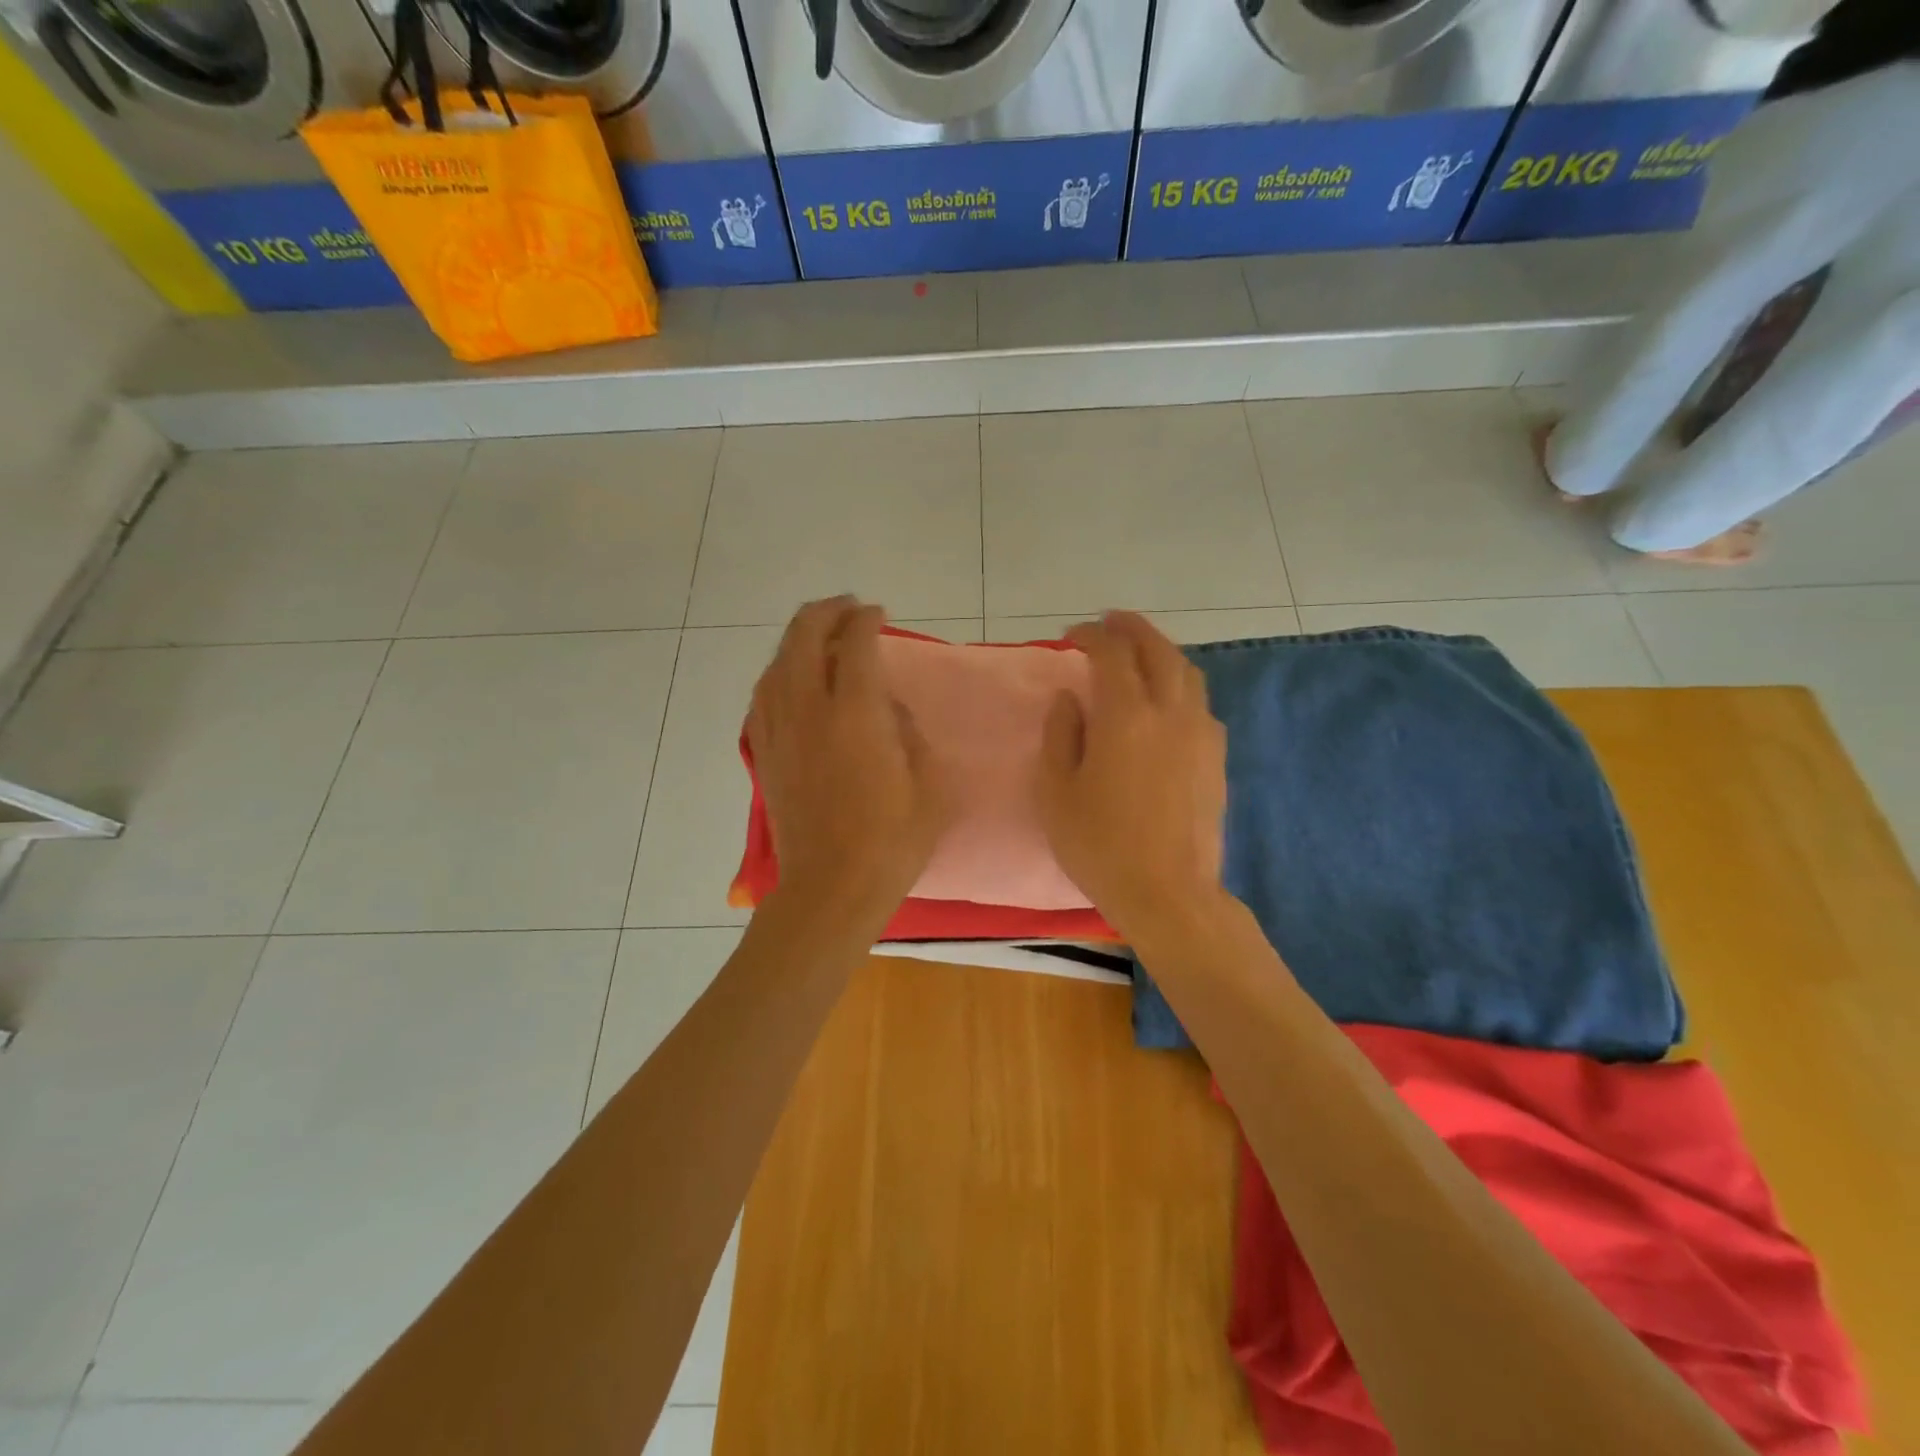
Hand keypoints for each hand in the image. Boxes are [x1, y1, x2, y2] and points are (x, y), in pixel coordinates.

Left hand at [749, 598, 948, 928]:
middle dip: (826, 612)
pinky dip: (778, 673)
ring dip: (798, 638)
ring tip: (819, 636)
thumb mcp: (928, 783)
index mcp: (855, 715)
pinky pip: (762, 696)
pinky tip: (790, 678)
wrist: (831, 889)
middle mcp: (809, 711)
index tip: (879, 615)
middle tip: (848, 610)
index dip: (867, 620)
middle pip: (804, 637)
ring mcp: (779, 732)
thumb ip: (909, 731)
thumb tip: (888, 708)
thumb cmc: (891, 842)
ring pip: (777, 662)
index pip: (855, 644)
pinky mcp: (764, 754)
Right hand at [1036, 612, 1228, 938]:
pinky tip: (1166, 702)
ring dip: (1161, 652)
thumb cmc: (1100, 845)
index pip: (1112, 654)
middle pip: (1158, 650)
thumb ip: (1060, 734)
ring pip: (1187, 673)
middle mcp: (1170, 713)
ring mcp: (1201, 734)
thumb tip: (1071, 698)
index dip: (1091, 636)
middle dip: (1132, 628)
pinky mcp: (1216, 757)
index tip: (1072, 636)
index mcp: (1126, 717)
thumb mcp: (1056, 792)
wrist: (1169, 892)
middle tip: (1111, 621)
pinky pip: (1200, 704)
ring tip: (1141, 653)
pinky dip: (1180, 685)